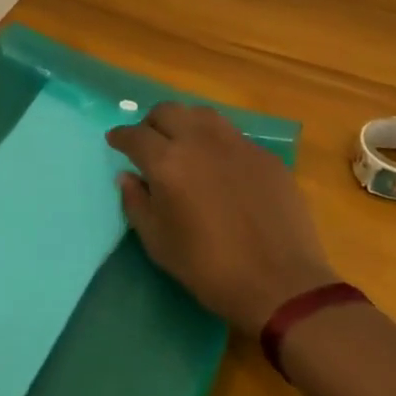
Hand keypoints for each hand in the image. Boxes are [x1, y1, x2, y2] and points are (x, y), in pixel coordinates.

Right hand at [107, 103, 334, 332]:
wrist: (281, 284)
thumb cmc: (209, 269)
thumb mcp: (159, 243)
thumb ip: (136, 203)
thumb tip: (127, 177)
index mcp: (167, 162)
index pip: (135, 135)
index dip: (121, 136)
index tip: (115, 141)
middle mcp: (199, 141)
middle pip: (167, 111)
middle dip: (151, 123)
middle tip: (149, 143)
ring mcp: (236, 144)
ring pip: (201, 114)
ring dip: (185, 123)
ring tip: (183, 144)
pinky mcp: (264, 155)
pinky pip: (232, 135)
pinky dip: (216, 141)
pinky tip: (220, 164)